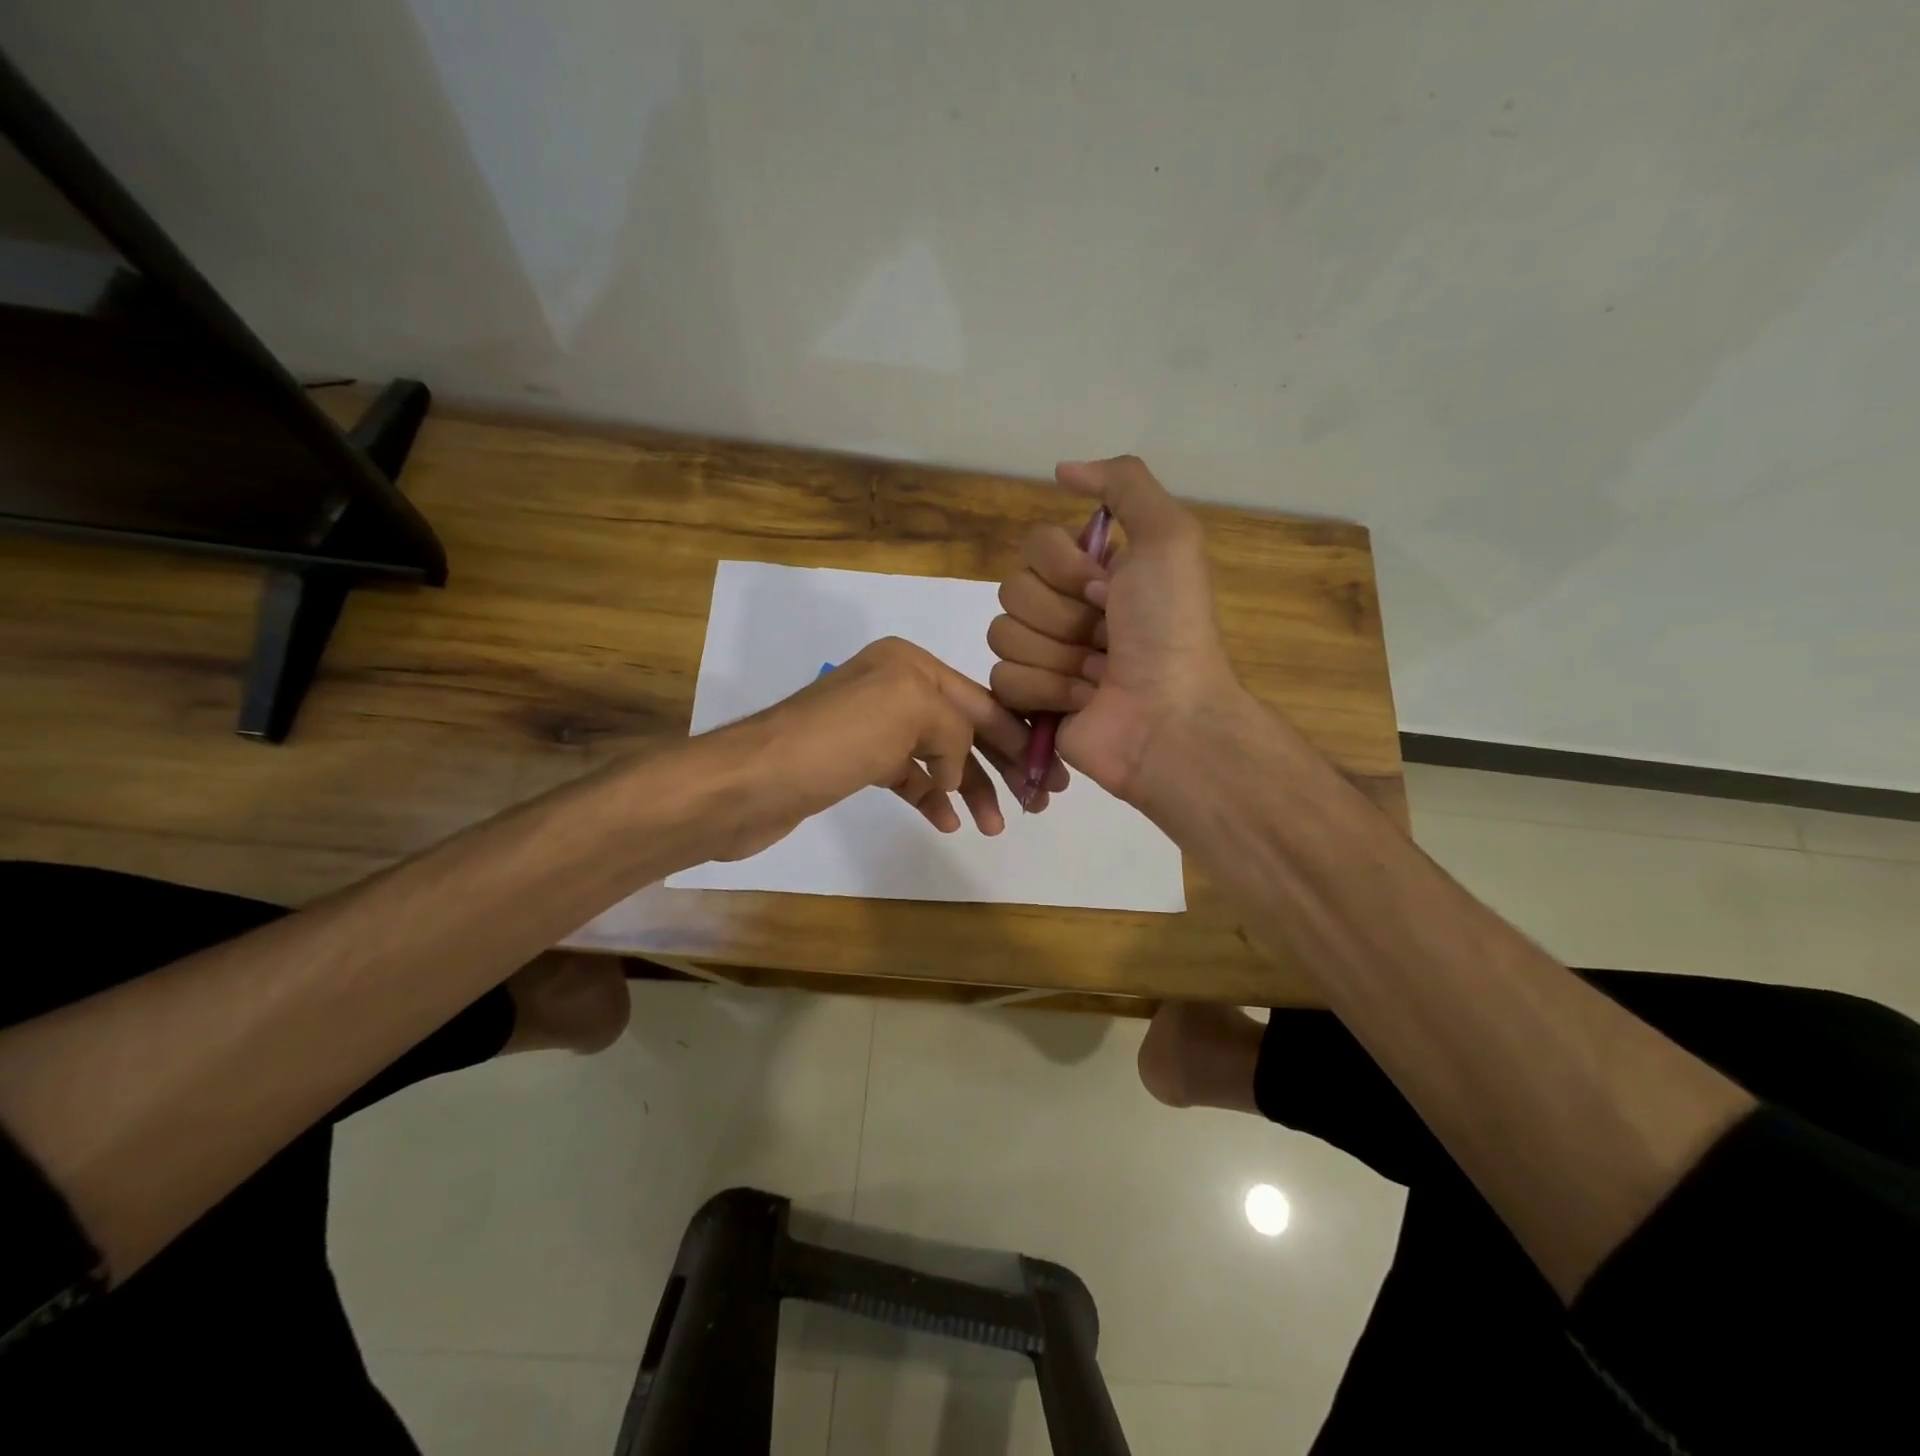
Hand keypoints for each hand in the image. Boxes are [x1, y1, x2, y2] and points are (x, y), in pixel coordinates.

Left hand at [711, 637, 1068, 860]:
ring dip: (971, 786)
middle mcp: (894, 687)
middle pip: (965, 727)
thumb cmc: (834, 741)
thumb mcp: (909, 711)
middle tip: (1036, 801)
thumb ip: (955, 728)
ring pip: (941, 756)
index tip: (1050, 773)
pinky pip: (910, 777)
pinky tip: (948, 820)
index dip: (1019, 735)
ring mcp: (874, 727)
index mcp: (910, 664)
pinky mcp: (857, 763)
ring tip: (994, 825)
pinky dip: (932, 796)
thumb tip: (954, 772)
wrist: (749, 783)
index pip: (981, 700)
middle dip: (1002, 763)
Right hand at [988, 456, 1238, 807]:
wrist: (1169, 717)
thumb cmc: (1170, 629)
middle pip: (1013, 591)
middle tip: (1106, 637)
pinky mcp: (1029, 701)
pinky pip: (1002, 679)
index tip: (1106, 590)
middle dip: (1064, 617)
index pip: (1033, 548)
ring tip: (1098, 675)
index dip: (1065, 569)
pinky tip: (1083, 701)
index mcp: (1092, 573)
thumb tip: (1062, 470)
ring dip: (1057, 657)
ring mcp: (1044, 657)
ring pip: (1003, 635)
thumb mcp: (1169, 539)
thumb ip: (1123, 485)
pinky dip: (1047, 691)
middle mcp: (1064, 610)